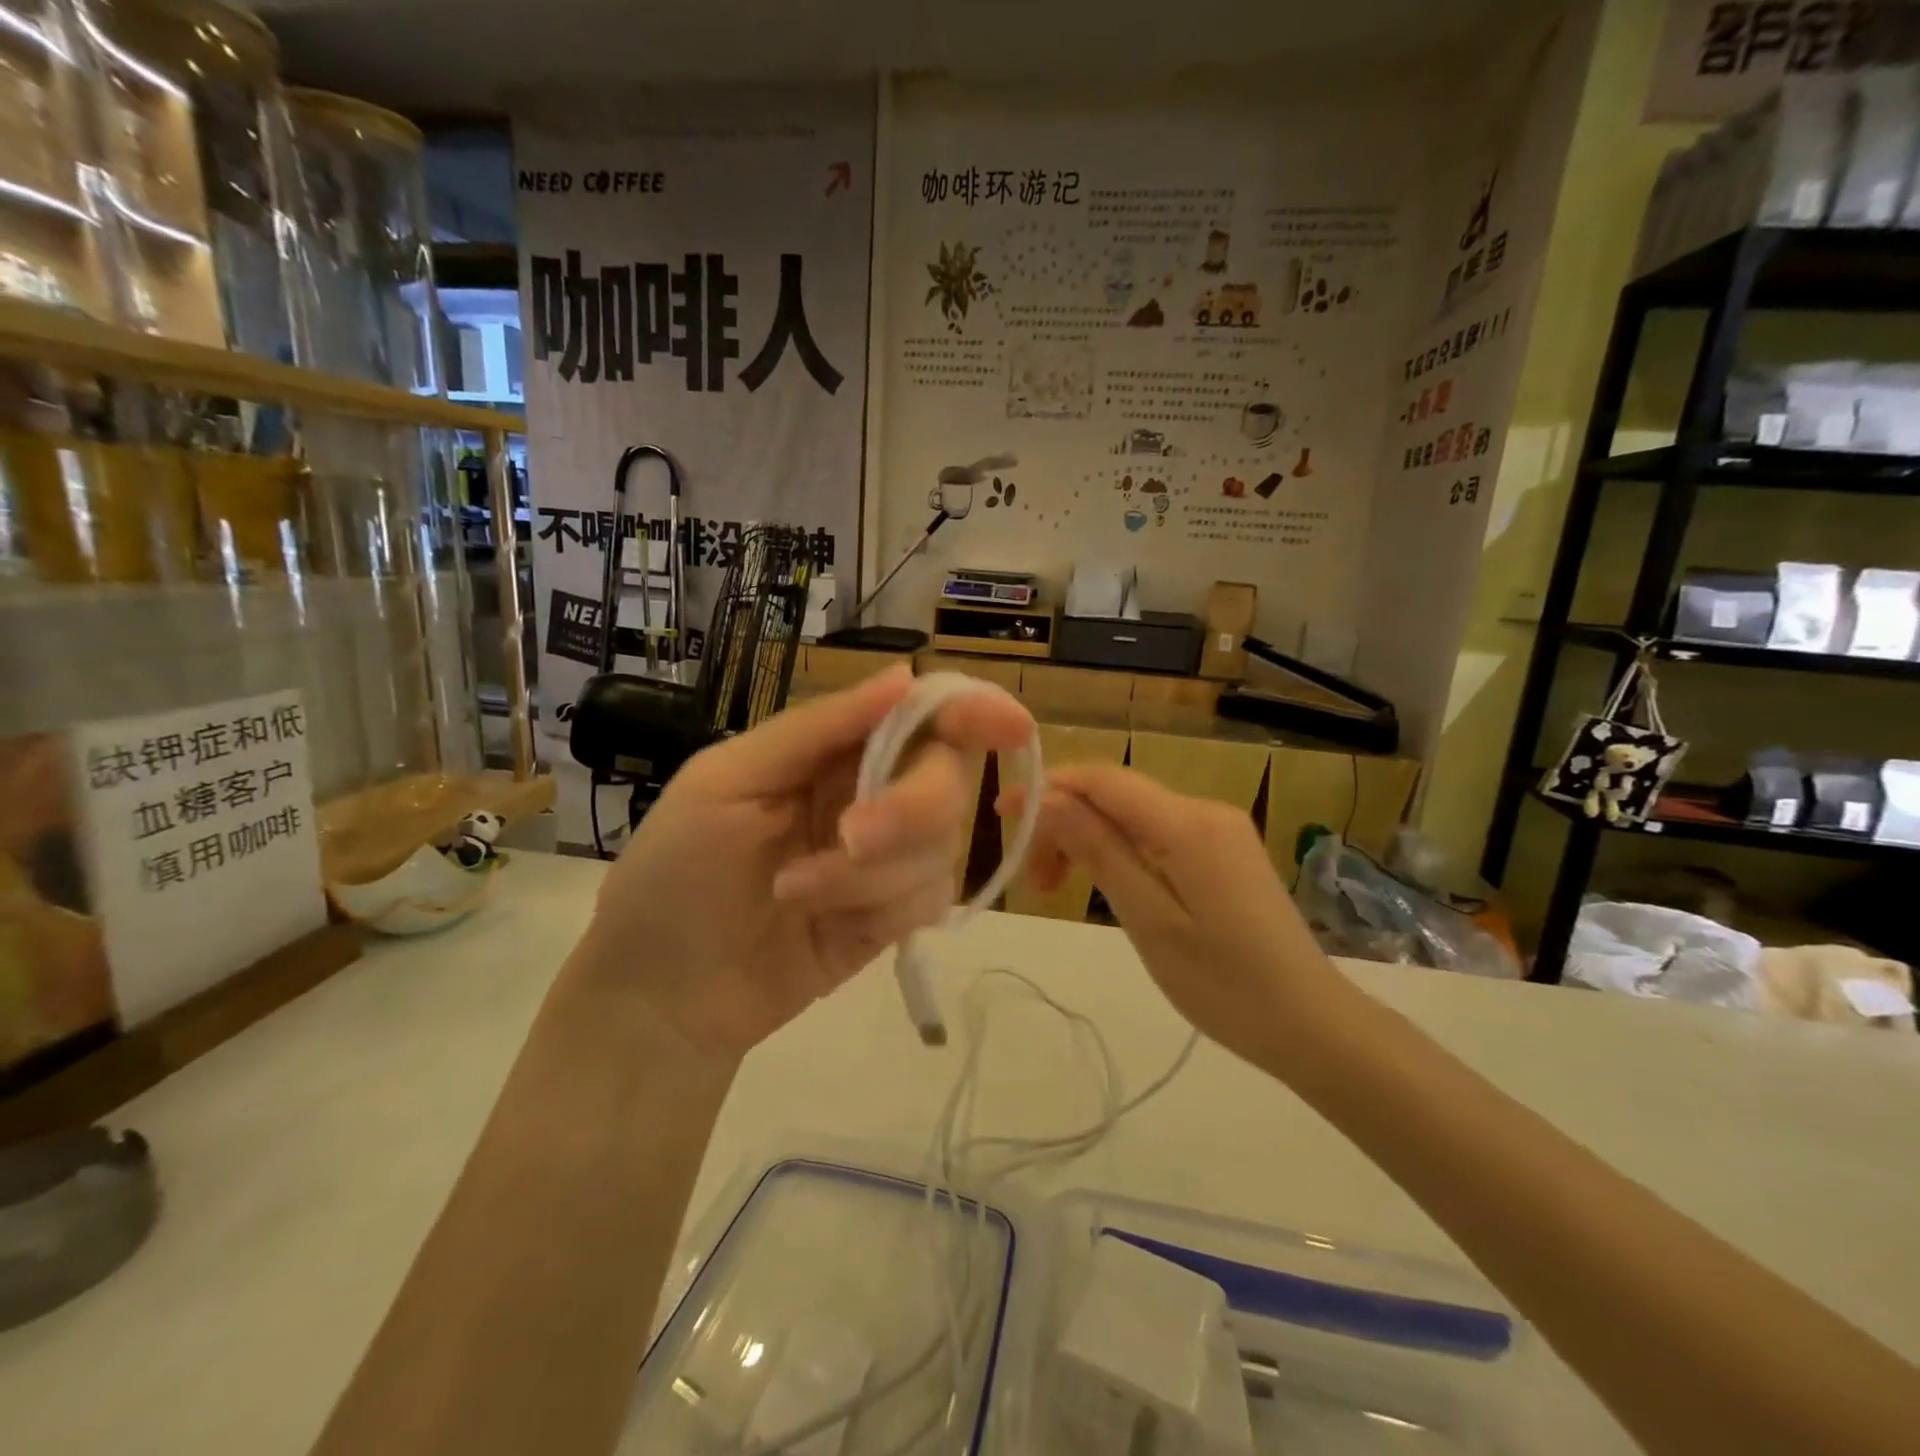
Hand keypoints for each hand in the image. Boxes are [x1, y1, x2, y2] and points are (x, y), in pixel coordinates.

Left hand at [573, 667, 1032, 1064]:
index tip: (1008, 725)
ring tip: (792, 893)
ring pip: (940, 845)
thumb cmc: (674, 873)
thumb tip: (903, 674)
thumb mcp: (728, 782)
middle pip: (946, 778)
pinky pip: (929, 899)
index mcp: (831, 750)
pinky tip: (824, 926)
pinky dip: (880, 909)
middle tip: (851, 837)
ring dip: (869, 874)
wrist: (662, 996)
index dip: (968, 711)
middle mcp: (870, 794)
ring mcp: (886, 860)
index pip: (918, 714)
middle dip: (910, 808)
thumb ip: (818, 728)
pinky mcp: (893, 917)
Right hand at [1006, 764, 1341, 1066]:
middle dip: (1064, 823)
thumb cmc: (1224, 983)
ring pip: (1132, 816)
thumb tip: (1048, 800)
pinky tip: (1104, 885)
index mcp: (1188, 823)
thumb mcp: (1148, 918)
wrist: (1310, 1024)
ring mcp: (1217, 830)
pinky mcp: (1222, 853)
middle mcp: (1204, 811)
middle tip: (1035, 882)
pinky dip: (1118, 852)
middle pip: (1115, 796)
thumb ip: (1099, 851)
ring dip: (1088, 841)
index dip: (1047, 788)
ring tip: (1059, 890)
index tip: (1001, 814)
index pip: (1103, 780)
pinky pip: (1156, 835)